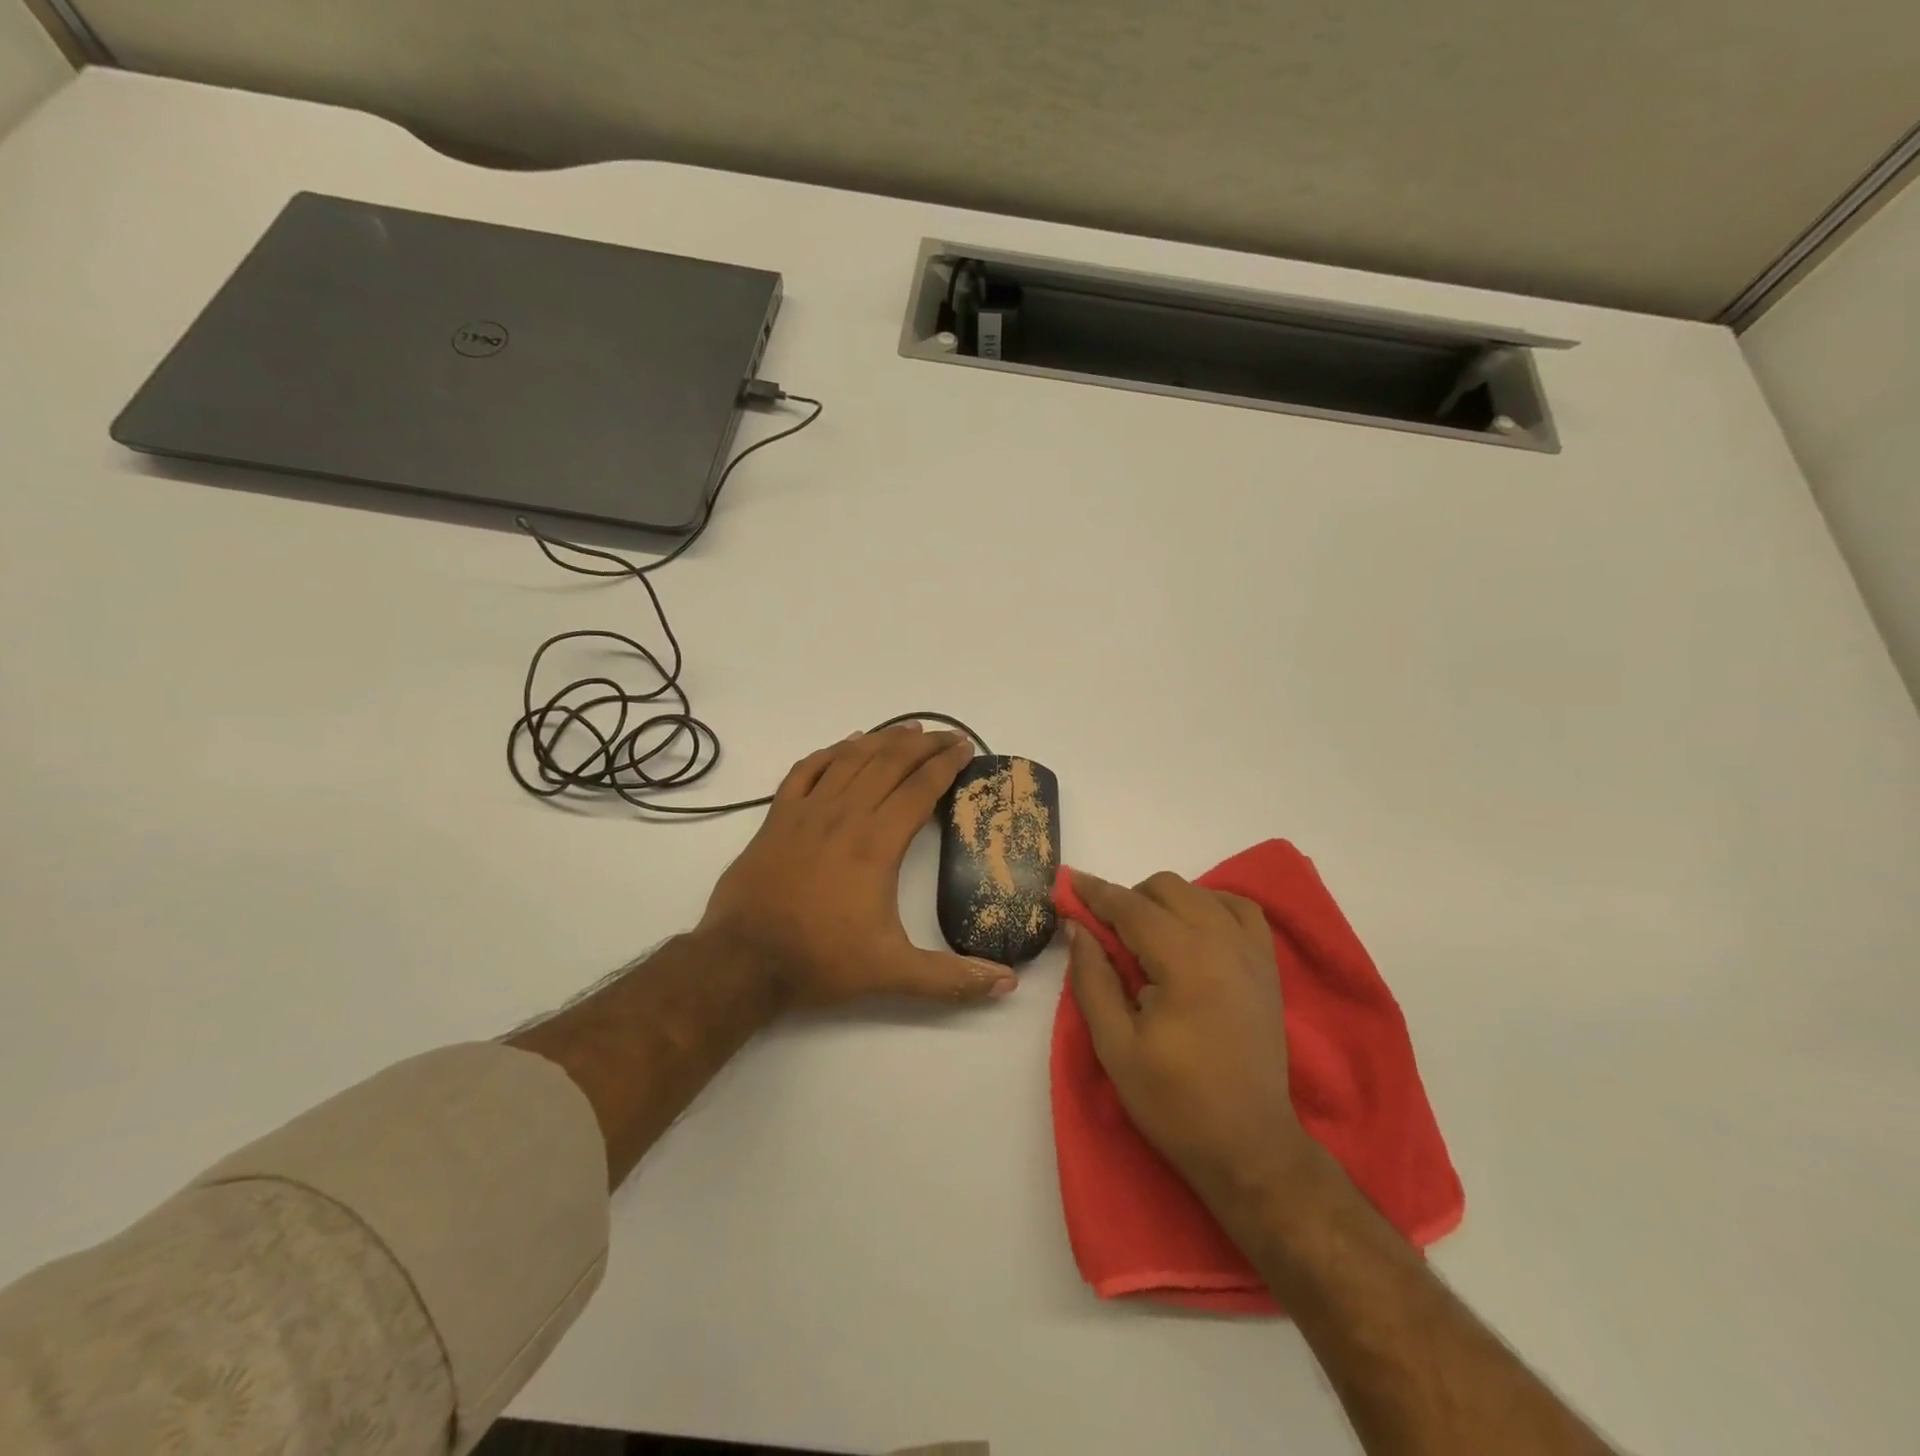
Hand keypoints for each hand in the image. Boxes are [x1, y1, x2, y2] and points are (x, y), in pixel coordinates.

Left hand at [697, 723, 1019, 1007]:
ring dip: (883, 739)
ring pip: (851, 758)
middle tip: (947, 735)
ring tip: (908, 728)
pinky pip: (807, 769)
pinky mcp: (778, 816)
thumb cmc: (821, 960)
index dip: (947, 764)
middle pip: (890, 762)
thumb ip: (951, 978)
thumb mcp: (892, 973)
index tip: (966, 747)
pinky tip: (847, 744)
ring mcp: (807, 810)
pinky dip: (831, 751)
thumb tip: (1009, 983)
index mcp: (877, 842)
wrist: (743, 959)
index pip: (920, 788)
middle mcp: (845, 814)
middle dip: (923, 744)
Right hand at [1066, 870, 1311, 1199]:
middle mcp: (1223, 944)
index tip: (1068, 883)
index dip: (1095, 892)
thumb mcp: (1115, 1046)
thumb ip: (1092, 979)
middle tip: (1107, 932)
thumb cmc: (1175, 1102)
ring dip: (1165, 901)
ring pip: (1201, 892)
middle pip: (1167, 888)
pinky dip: (1210, 905)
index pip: (1131, 907)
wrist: (1249, 1146)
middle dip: (1129, 898)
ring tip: (1146, 935)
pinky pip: (1240, 909)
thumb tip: (1077, 928)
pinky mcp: (1267, 966)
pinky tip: (1193, 929)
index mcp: (1185, 963)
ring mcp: (1252, 952)